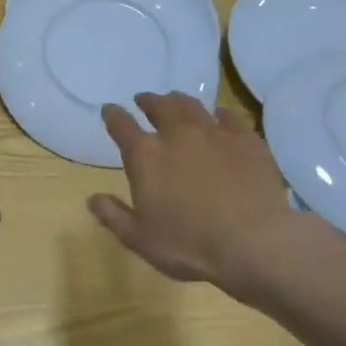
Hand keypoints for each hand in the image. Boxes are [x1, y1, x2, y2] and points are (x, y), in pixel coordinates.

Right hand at [88, 93, 302, 303]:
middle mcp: (177, 134)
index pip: (121, 125)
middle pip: (159, 106)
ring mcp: (215, 133)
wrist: (253, 243)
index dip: (113, 115)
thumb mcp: (139, 238)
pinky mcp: (247, 140)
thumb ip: (113, 215)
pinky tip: (219, 115)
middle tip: (144, 100)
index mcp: (145, 156)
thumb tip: (92, 198)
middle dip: (148, 101)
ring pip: (192, 105)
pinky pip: (230, 117)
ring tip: (175, 101)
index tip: (109, 110)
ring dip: (179, 101)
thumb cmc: (188, 245)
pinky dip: (219, 113)